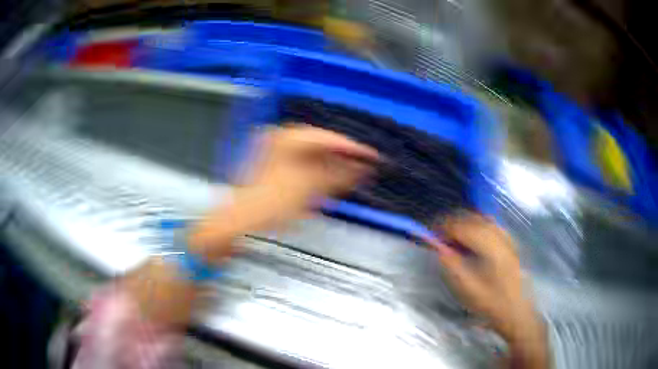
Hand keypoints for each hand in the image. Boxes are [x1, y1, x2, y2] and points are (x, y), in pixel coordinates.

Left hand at [189, 125, 377, 259]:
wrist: (239, 223)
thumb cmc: (269, 206)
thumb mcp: (308, 189)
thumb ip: (338, 175)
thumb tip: (363, 166)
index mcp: (285, 139)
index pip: (327, 138)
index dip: (351, 147)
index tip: (372, 155)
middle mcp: (280, 139)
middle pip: (320, 144)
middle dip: (343, 156)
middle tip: (364, 166)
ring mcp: (276, 152)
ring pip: (313, 154)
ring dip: (333, 164)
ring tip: (352, 174)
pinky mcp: (276, 166)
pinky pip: (304, 163)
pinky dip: (319, 171)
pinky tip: (331, 180)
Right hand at [430, 214, 547, 367]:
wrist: (516, 311)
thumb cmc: (491, 303)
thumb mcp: (467, 289)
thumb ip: (453, 265)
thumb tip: (439, 247)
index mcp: (491, 247)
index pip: (465, 227)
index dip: (446, 227)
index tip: (431, 233)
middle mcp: (501, 237)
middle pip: (475, 218)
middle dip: (455, 222)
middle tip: (440, 234)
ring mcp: (508, 239)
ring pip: (484, 219)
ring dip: (466, 222)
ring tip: (453, 235)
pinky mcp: (510, 243)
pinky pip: (492, 225)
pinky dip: (478, 226)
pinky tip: (472, 238)